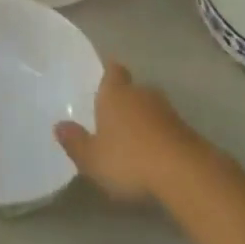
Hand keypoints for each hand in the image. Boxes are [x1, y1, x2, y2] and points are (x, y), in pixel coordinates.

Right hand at [55, 62, 202, 204]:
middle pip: (132, 88)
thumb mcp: (92, 158)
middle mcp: (141, 93)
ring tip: (131, 138)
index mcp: (115, 93)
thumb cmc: (128, 159)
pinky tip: (152, 153)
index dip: (109, 72)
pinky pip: (165, 126)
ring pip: (150, 107)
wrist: (184, 172)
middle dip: (124, 99)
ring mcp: (167, 110)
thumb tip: (58, 125)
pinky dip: (158, 135)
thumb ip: (75, 142)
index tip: (104, 76)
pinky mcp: (186, 129)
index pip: (112, 71)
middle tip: (112, 116)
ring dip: (143, 118)